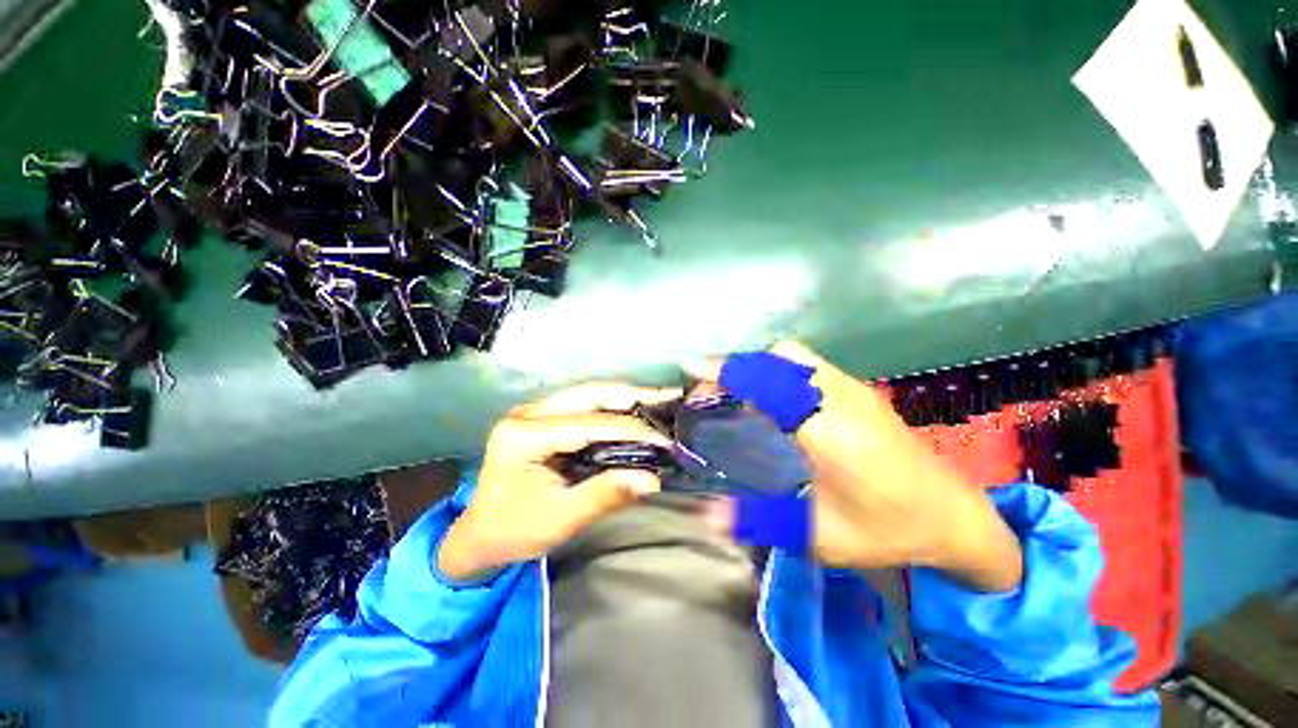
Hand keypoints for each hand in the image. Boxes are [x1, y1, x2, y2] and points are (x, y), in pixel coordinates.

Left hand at [437, 382, 679, 582]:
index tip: (667, 441)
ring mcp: (534, 412)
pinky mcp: (543, 418)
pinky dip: (613, 407)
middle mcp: (528, 413)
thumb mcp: (559, 519)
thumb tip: (652, 480)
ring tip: (658, 399)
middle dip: (632, 394)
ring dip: (625, 396)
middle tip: (669, 396)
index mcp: (524, 436)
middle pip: (588, 393)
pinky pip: (583, 404)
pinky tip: (635, 409)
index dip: (632, 430)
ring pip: (588, 393)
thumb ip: (605, 496)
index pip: (589, 425)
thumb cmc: (513, 531)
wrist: (478, 535)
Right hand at [689, 342, 1022, 591]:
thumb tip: (708, 513)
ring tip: (737, 391)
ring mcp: (853, 388)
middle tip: (714, 390)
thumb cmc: (888, 531)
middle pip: (780, 356)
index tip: (694, 371)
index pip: (770, 383)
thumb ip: (760, 520)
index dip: (729, 372)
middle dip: (740, 365)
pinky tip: (771, 397)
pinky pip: (807, 364)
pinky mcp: (859, 390)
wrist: (954, 517)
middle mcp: (840, 397)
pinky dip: (777, 369)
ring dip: (758, 365)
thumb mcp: (820, 537)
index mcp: (829, 430)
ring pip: (794, 355)